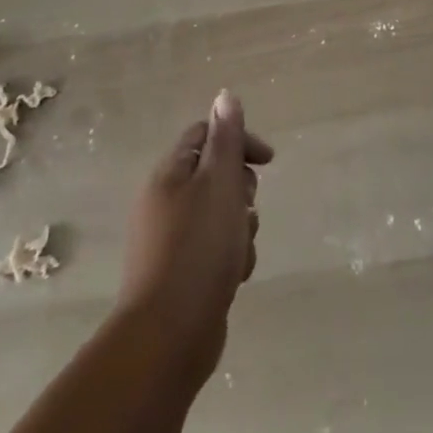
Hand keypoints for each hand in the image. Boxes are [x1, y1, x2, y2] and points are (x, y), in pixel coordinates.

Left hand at [118, 89, 273, 382]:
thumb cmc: (198, 249)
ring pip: (221, 214)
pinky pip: (215, 249)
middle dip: (241, 189)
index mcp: (170, 175)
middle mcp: (165, 202)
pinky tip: (235, 275)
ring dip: (241, 226)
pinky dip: (231, 256)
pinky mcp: (181, 274)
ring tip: (241, 248)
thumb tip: (225, 95)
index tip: (266, 161)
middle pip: (216, 175)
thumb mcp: (219, 183)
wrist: (168, 337)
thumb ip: (226, 138)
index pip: (205, 135)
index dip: (238, 141)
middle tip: (246, 208)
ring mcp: (171, 240)